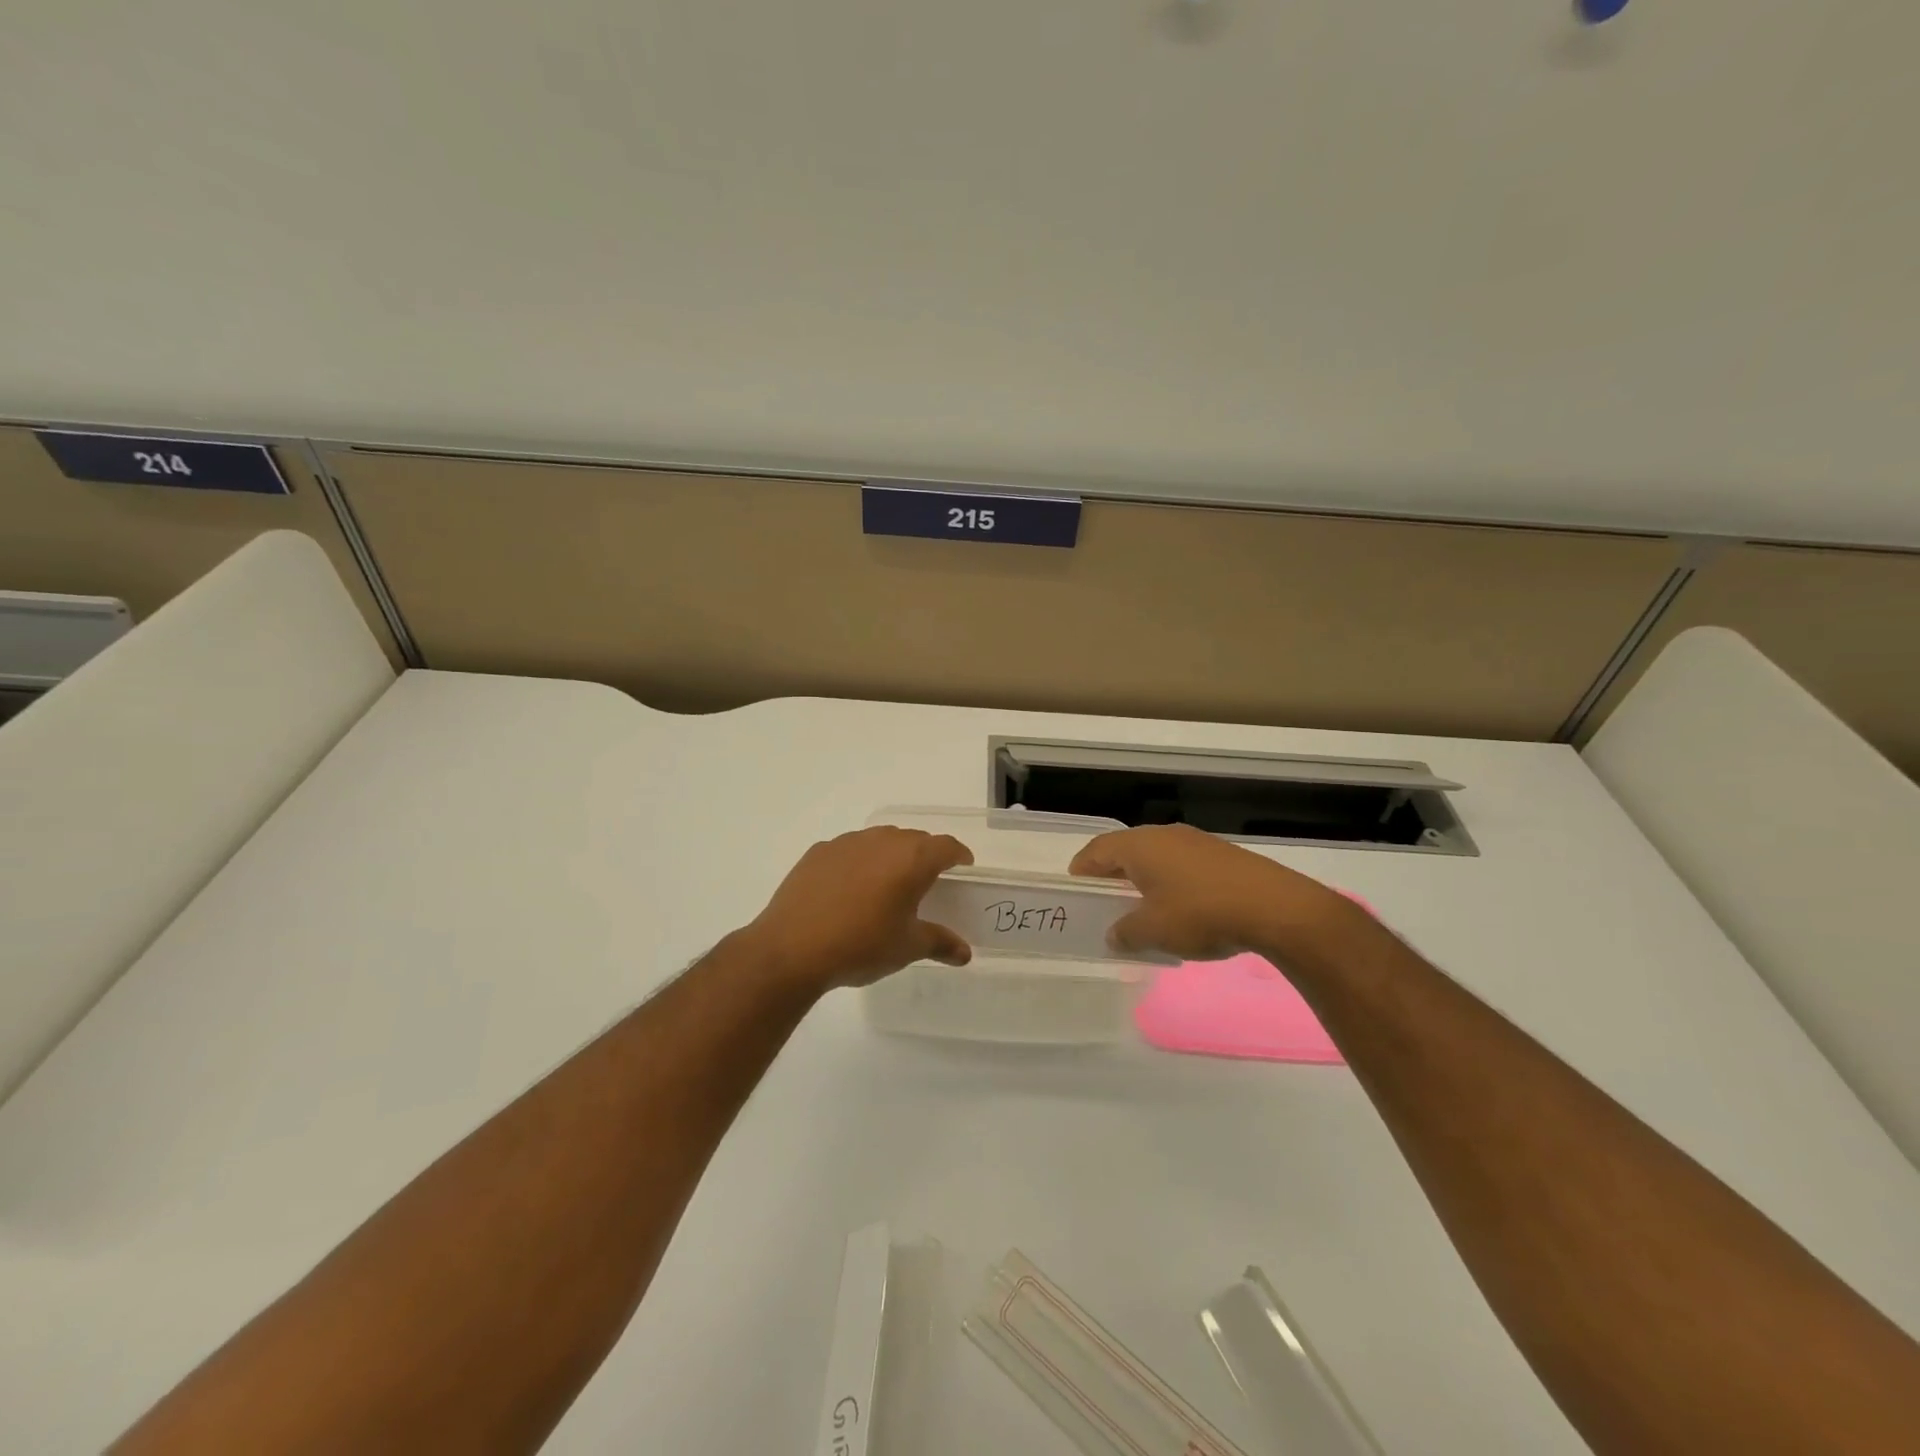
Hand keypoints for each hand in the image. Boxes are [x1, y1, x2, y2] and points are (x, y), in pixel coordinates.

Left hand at [737, 827, 974, 990]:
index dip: (958, 855)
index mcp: (912, 859)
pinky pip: (850, 850)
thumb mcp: (907, 948)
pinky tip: (850, 889)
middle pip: (914, 839)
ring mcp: (847, 842)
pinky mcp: (819, 852)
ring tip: (888, 884)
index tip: (963, 866)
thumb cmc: (861, 945)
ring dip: (891, 856)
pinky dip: (859, 862)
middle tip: (927, 881)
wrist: (791, 948)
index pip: (946, 846)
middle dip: (925, 855)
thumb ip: (940, 943)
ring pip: (880, 840)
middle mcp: (882, 840)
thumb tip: (965, 953)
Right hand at [1068, 824, 1357, 961]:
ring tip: (1143, 909)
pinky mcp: (1222, 855)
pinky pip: (1182, 864)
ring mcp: (1196, 841)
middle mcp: (1164, 835)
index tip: (1076, 890)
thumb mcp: (1153, 931)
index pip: (1097, 850)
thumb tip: (1113, 934)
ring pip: (1156, 857)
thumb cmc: (1200, 914)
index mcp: (1139, 845)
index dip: (1082, 870)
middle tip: (1105, 902)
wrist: (1274, 908)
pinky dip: (1171, 883)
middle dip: (1113, 875)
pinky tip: (1181, 910)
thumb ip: (1125, 933)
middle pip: (1126, 850)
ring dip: (1144, 879)